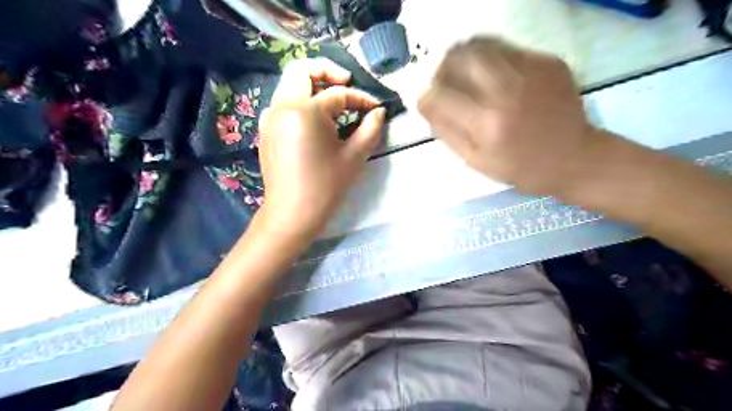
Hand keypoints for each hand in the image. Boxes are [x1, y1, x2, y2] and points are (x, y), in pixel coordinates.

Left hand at [256, 56, 385, 237]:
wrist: (292, 214)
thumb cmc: (326, 187)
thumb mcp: (354, 157)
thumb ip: (370, 128)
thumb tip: (379, 111)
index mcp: (305, 112)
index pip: (337, 94)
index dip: (360, 98)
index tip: (375, 107)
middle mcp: (282, 106)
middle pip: (301, 70)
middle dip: (327, 71)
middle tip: (347, 83)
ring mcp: (269, 117)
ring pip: (290, 84)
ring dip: (313, 86)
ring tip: (335, 104)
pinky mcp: (266, 129)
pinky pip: (284, 103)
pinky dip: (301, 102)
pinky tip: (317, 121)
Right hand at [415, 38, 602, 195]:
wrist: (575, 158)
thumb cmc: (520, 168)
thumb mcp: (475, 161)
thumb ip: (446, 131)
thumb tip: (426, 104)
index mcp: (487, 123)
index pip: (438, 95)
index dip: (426, 97)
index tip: (428, 102)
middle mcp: (507, 90)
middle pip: (459, 57)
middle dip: (442, 67)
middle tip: (442, 80)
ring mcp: (530, 71)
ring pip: (482, 45)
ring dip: (463, 56)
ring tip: (463, 72)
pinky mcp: (547, 61)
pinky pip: (506, 49)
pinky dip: (490, 59)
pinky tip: (493, 76)